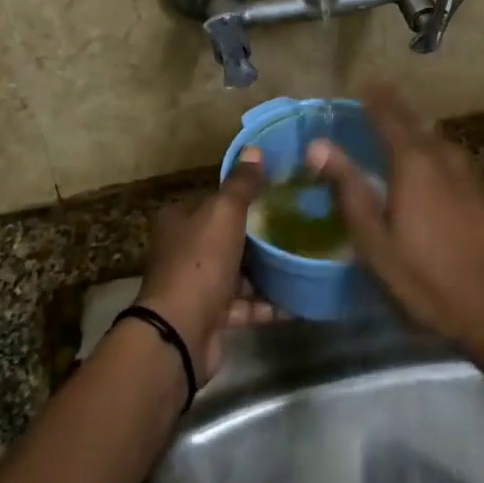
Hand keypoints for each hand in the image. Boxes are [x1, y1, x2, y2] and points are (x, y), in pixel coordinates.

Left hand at [135, 148, 277, 380]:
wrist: (180, 333)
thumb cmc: (200, 261)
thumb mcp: (223, 213)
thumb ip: (241, 184)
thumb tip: (254, 149)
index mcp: (180, 219)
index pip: (214, 199)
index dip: (243, 194)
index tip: (277, 191)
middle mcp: (184, 250)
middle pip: (228, 235)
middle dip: (259, 233)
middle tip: (298, 223)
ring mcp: (198, 285)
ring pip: (239, 271)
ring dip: (267, 269)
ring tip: (304, 257)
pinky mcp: (213, 316)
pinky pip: (247, 304)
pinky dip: (269, 303)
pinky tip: (300, 297)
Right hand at [310, 85, 483, 371]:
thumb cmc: (427, 278)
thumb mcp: (375, 241)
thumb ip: (348, 188)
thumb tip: (318, 145)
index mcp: (414, 162)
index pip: (389, 116)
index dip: (375, 98)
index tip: (363, 82)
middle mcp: (444, 156)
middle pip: (416, 122)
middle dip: (395, 108)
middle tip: (376, 98)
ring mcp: (471, 173)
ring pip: (437, 139)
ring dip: (416, 129)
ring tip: (398, 129)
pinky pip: (452, 158)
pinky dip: (434, 151)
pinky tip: (429, 167)